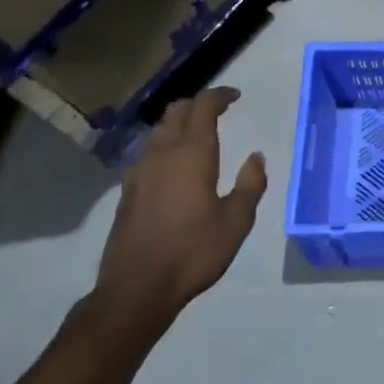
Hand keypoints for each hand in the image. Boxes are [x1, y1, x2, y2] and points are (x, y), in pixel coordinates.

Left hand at [92, 87, 266, 332]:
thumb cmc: (194, 252)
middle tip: (218, 110)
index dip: (219, 96)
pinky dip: (165, 144)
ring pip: (159, 130)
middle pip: (177, 112)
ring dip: (179, 122)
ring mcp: (140, 170)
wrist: (138, 286)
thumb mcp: (236, 221)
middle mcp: (163, 153)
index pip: (203, 108)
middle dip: (198, 104)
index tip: (235, 96)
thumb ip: (250, 185)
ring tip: (198, 132)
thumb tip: (255, 157)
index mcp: (192, 154)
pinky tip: (174, 164)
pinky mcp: (128, 189)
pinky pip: (148, 152)